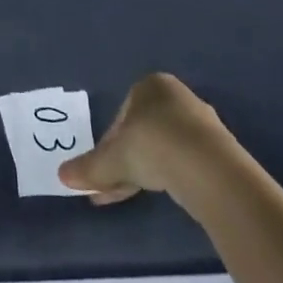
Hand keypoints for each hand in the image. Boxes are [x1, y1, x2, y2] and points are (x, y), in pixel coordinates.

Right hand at [59, 72, 237, 209]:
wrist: (211, 170)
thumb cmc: (153, 146)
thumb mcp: (113, 159)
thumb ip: (89, 167)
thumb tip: (61, 176)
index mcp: (150, 85)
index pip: (121, 116)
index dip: (108, 145)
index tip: (103, 170)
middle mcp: (177, 97)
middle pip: (142, 133)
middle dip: (126, 161)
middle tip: (113, 187)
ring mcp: (202, 125)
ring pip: (164, 149)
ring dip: (147, 171)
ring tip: (134, 196)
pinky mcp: (220, 152)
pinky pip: (186, 162)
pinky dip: (171, 177)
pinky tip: (165, 193)